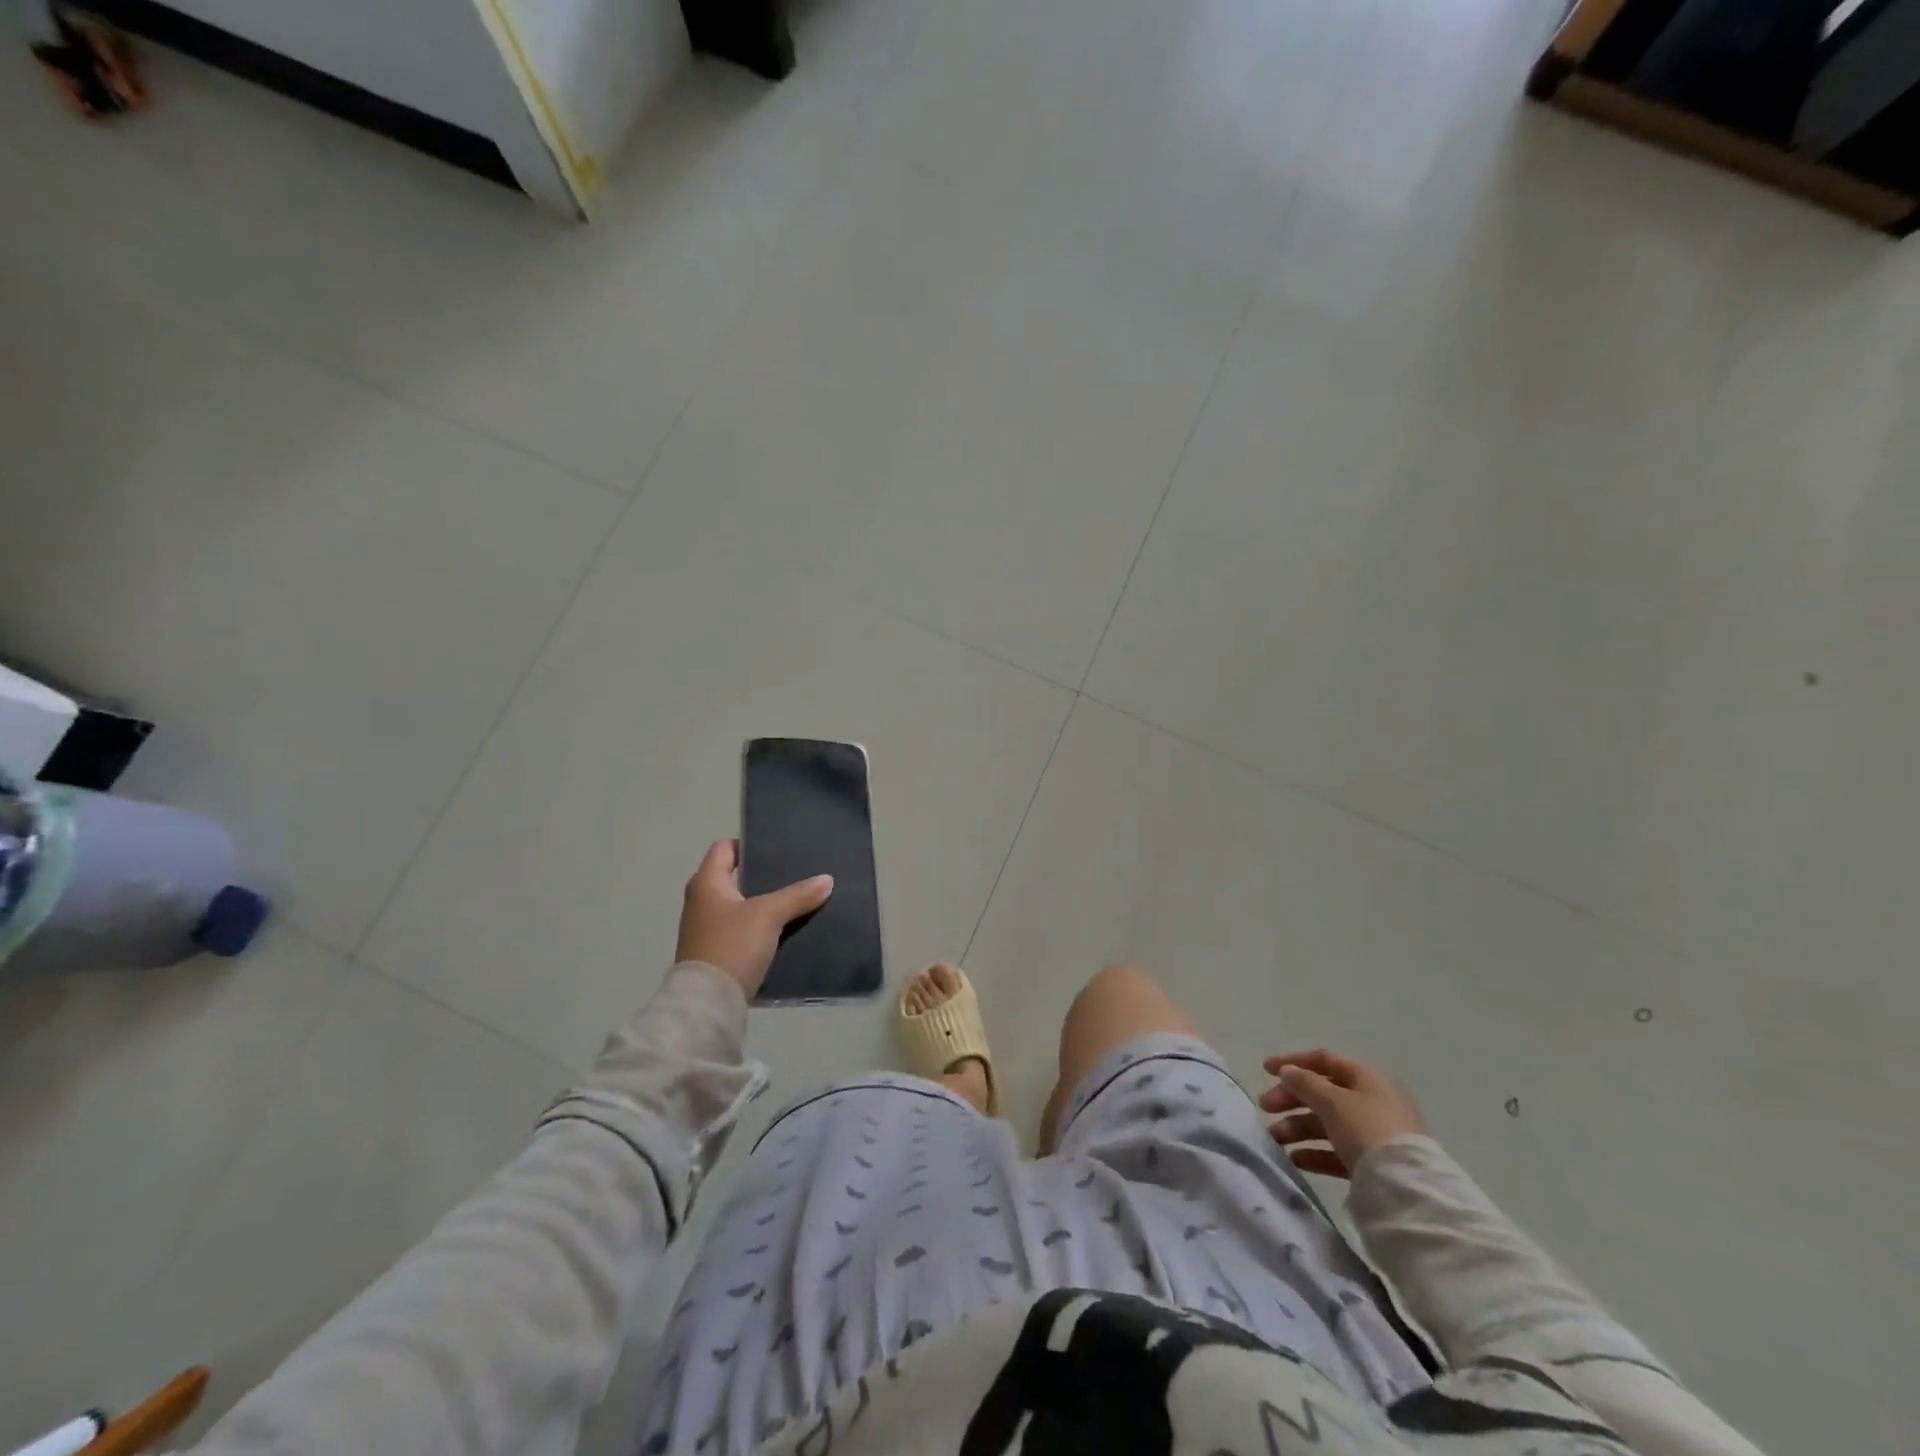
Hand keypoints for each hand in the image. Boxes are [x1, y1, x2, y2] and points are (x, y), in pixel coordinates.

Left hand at [674, 840, 833, 998]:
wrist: (709, 1002)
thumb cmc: (732, 945)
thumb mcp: (769, 915)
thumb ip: (798, 895)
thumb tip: (827, 879)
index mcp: (706, 883)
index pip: (724, 849)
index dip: (749, 844)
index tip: (777, 849)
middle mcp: (701, 901)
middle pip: (734, 877)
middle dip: (763, 875)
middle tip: (795, 872)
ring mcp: (706, 929)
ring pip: (740, 905)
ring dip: (763, 903)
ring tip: (796, 899)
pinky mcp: (716, 952)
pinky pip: (742, 929)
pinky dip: (760, 926)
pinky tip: (785, 929)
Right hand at [1260, 1048, 1427, 1177]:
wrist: (1407, 1189)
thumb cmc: (1367, 1130)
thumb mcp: (1332, 1101)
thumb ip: (1304, 1083)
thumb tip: (1287, 1071)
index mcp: (1367, 1078)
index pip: (1324, 1060)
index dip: (1292, 1062)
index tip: (1265, 1070)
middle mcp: (1372, 1102)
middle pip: (1323, 1093)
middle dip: (1291, 1099)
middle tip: (1265, 1108)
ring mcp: (1375, 1134)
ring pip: (1328, 1123)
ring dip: (1298, 1127)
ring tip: (1276, 1139)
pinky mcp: (1374, 1164)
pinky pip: (1338, 1151)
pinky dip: (1315, 1152)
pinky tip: (1296, 1159)